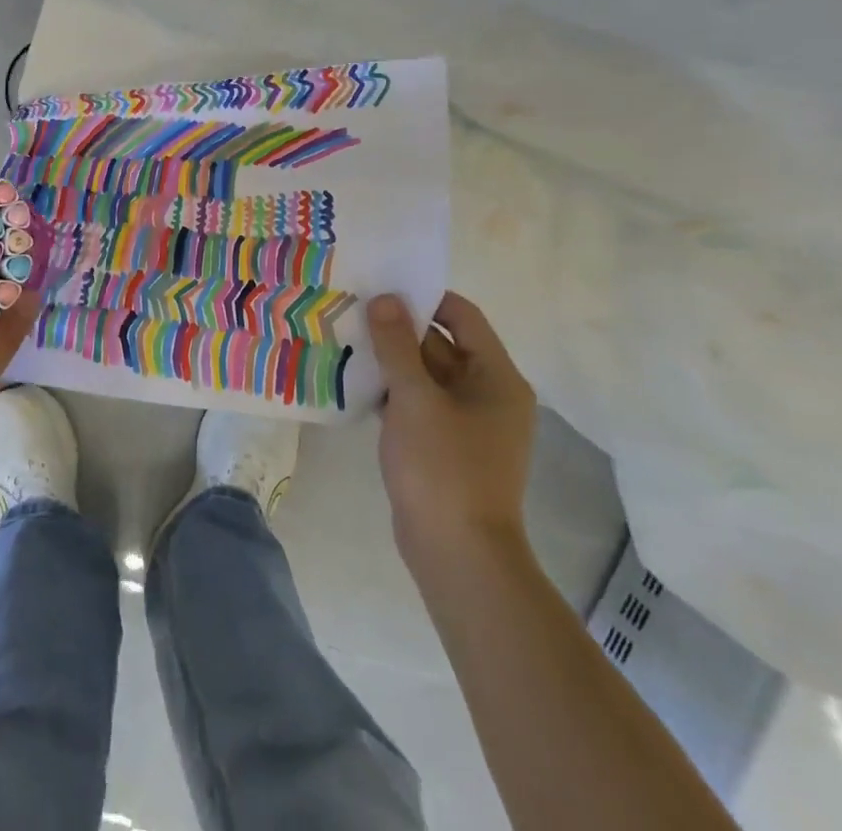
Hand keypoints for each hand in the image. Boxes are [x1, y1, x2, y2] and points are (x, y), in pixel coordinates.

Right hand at [367, 290, 536, 567]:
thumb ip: (396, 345)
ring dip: (390, 360)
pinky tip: (353, 383)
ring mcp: (466, 423)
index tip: (381, 287)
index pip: (462, 316)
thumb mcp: (414, 399)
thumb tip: (385, 298)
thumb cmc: (443, 468)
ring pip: (425, 375)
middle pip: (441, 344)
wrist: (457, 555)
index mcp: (496, 378)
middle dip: (398, 328)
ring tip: (345, 339)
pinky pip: (416, 403)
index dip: (424, 298)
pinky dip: (390, 391)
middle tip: (352, 309)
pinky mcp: (443, 446)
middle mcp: (487, 394)